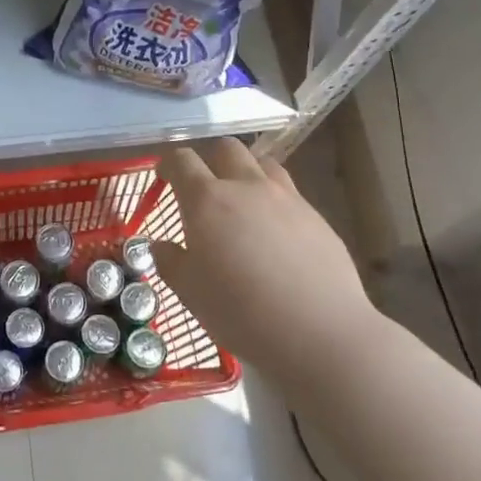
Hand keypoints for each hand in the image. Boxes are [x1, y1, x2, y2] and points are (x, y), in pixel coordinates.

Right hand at [155, 139, 377, 375]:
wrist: (319, 332)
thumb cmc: (240, 312)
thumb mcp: (190, 292)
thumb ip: (170, 261)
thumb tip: (161, 245)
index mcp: (208, 201)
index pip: (182, 161)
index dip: (170, 164)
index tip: (164, 175)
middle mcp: (247, 187)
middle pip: (227, 148)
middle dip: (210, 158)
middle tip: (203, 185)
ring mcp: (287, 199)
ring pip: (263, 164)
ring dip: (246, 172)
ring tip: (242, 200)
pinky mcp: (316, 217)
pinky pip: (289, 193)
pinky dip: (274, 200)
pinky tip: (275, 233)